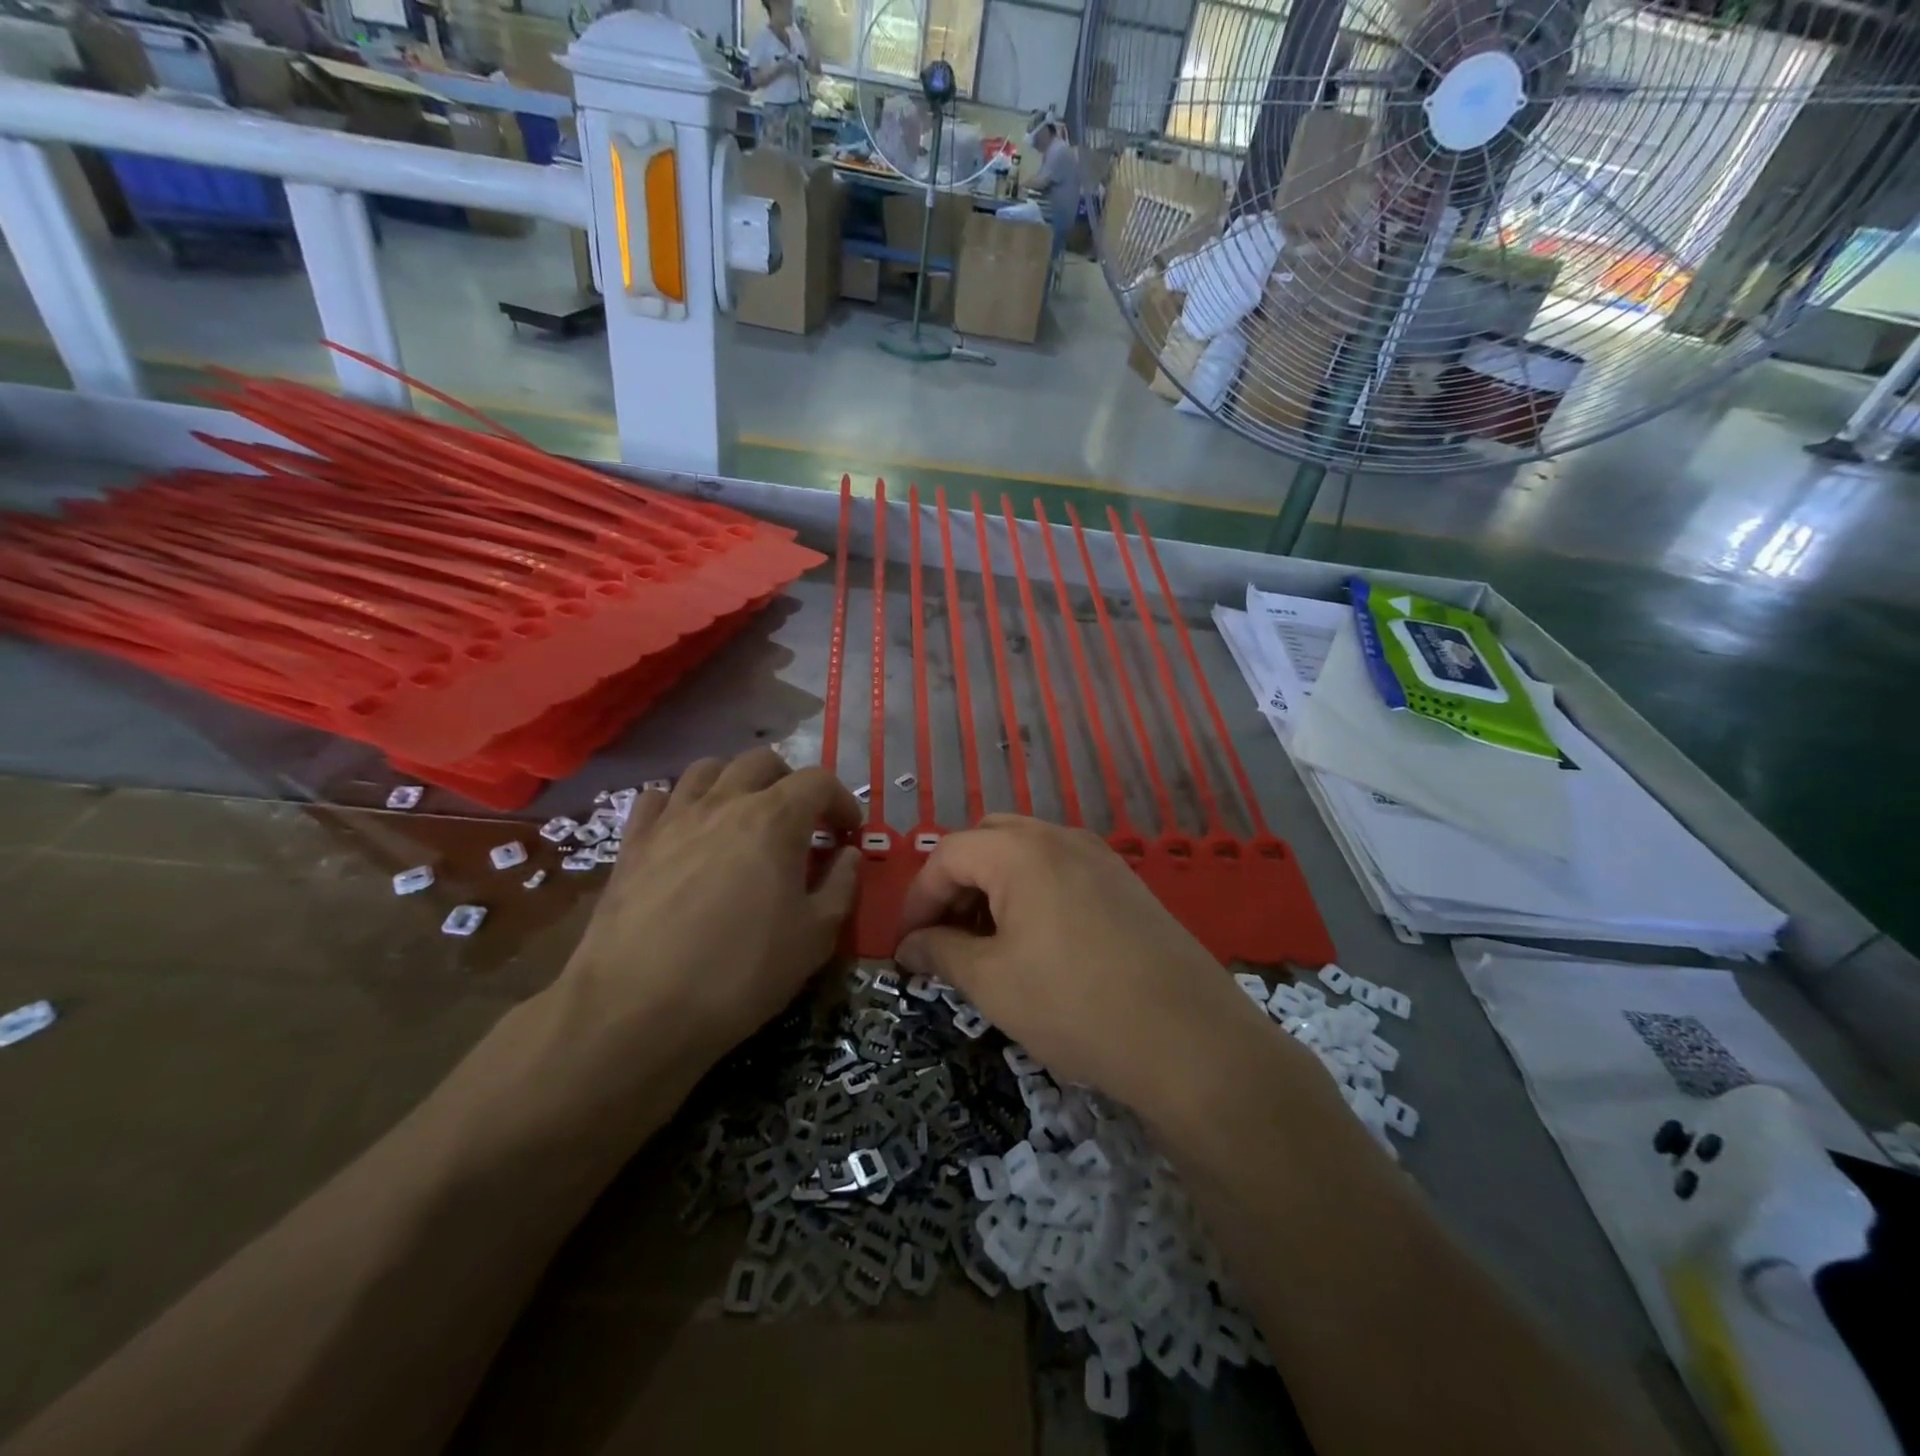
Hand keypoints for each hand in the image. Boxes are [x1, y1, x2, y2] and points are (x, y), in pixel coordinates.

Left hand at [563, 749, 861, 1063]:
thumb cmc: (740, 972)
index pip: (819, 781)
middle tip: (800, 821)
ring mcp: (673, 818)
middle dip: (790, 782)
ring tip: (744, 817)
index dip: (842, 801)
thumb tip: (848, 855)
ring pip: (708, 769)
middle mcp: (723, 802)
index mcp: (775, 819)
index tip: (848, 833)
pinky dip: (680, 802)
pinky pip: (658, 797)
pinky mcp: (633, 842)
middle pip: (762, 761)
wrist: (637, 1008)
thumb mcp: (814, 937)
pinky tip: (687, 830)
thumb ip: (841, 886)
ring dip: (735, 782)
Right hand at [893, 817, 1265, 1112]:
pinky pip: (1061, 869)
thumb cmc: (1075, 1006)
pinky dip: (1032, 892)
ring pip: (1026, 853)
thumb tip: (909, 946)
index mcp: (1021, 851)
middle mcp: (1060, 837)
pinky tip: (1036, 942)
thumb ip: (941, 953)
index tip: (906, 944)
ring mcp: (1099, 856)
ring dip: (993, 886)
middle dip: (955, 883)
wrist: (1189, 1040)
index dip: (917, 898)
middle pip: (987, 840)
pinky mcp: (1125, 882)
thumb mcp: (992, 983)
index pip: (948, 854)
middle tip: (945, 935)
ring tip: (986, 943)